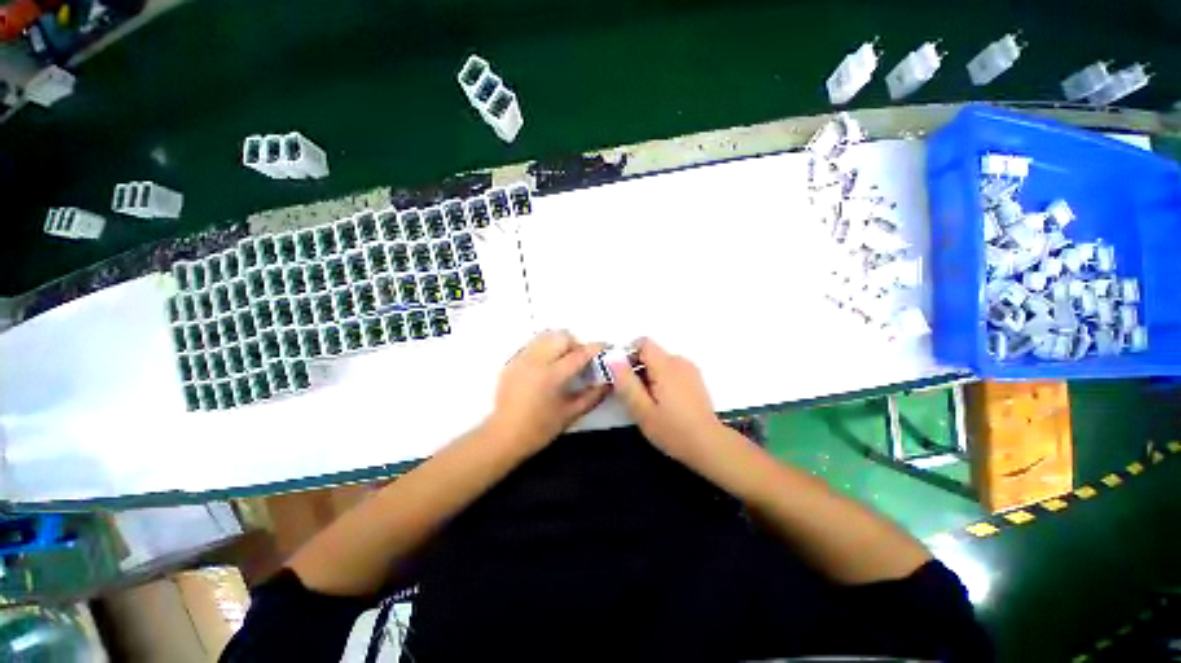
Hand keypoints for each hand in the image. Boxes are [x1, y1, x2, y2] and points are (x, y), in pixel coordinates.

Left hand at [485, 330, 608, 454]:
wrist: (504, 436)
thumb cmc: (540, 428)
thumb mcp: (571, 414)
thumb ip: (593, 396)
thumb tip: (609, 383)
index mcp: (552, 375)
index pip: (579, 353)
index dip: (596, 348)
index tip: (606, 347)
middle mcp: (536, 361)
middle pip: (562, 336)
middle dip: (576, 343)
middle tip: (580, 359)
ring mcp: (522, 359)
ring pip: (545, 336)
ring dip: (559, 342)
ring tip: (562, 359)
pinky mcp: (512, 361)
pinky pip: (532, 344)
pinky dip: (544, 347)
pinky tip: (545, 364)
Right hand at [609, 339, 730, 468]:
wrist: (709, 446)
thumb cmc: (673, 429)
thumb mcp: (642, 410)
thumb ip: (626, 383)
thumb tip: (612, 358)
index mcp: (666, 365)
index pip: (643, 343)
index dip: (628, 354)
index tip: (622, 374)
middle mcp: (680, 362)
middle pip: (652, 353)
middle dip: (637, 368)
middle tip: (632, 394)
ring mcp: (690, 370)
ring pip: (661, 363)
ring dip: (649, 375)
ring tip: (646, 401)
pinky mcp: (695, 380)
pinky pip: (672, 370)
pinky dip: (661, 379)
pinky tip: (663, 402)